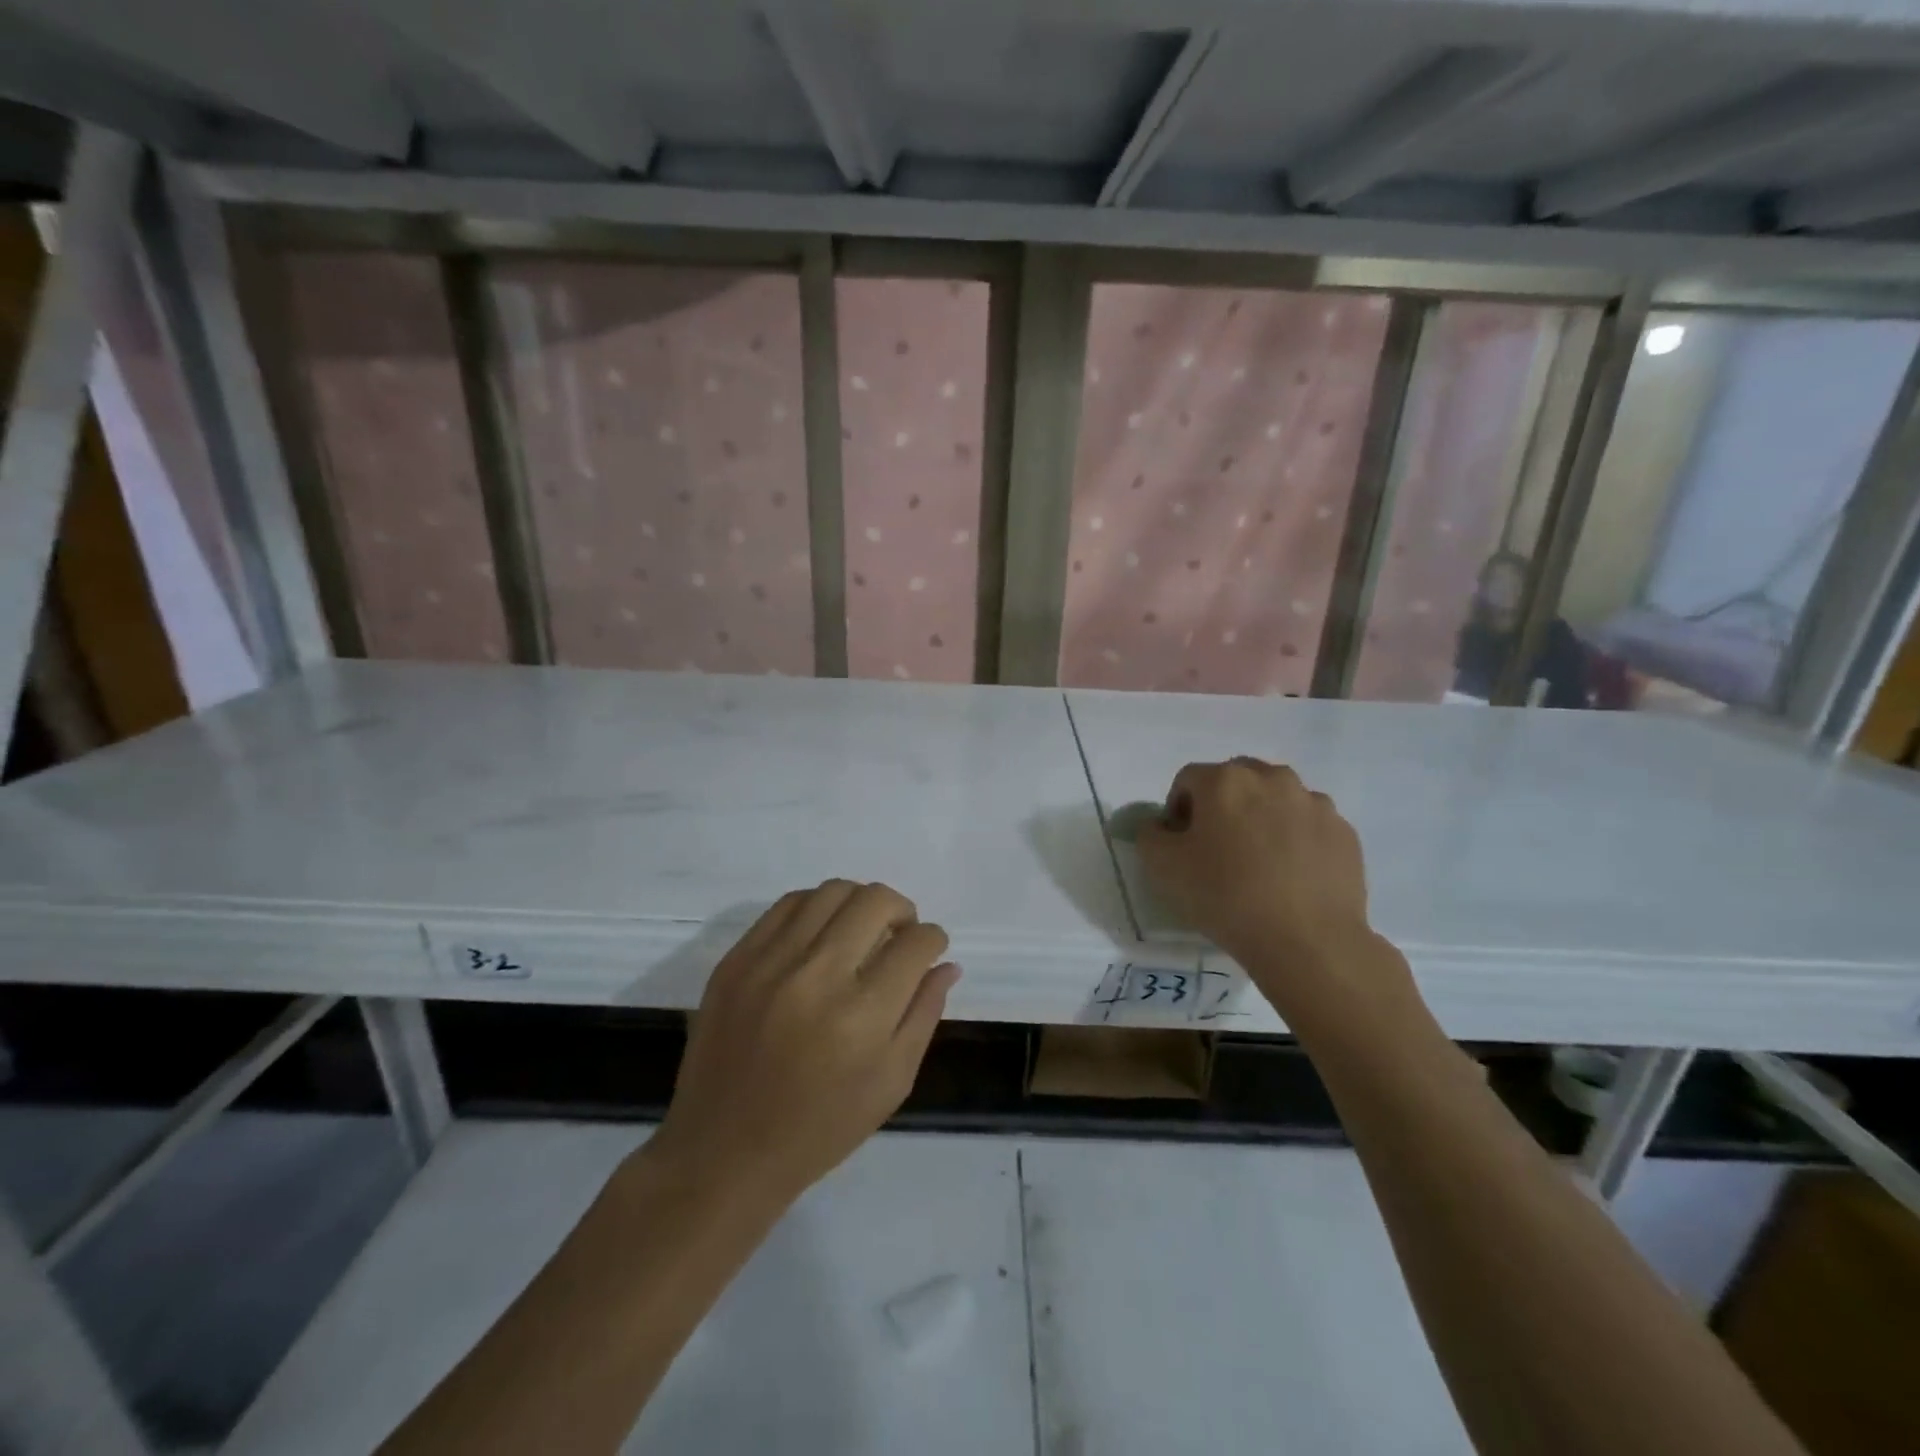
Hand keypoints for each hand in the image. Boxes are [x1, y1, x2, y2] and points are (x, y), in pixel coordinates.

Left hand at [652, 881, 957, 1206]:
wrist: (724, 1151)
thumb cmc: (820, 1128)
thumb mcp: (892, 1083)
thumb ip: (924, 1015)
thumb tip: (946, 963)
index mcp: (863, 1015)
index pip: (916, 943)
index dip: (933, 939)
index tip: (929, 950)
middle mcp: (818, 975)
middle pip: (876, 901)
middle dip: (902, 911)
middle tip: (898, 936)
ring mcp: (771, 962)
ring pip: (832, 891)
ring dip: (859, 903)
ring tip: (860, 930)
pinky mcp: (737, 960)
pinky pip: (787, 904)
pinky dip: (816, 908)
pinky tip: (821, 934)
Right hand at [1136, 759, 1403, 1018]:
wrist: (1307, 941)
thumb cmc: (1226, 896)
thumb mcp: (1162, 867)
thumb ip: (1151, 835)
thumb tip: (1161, 827)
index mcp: (1225, 780)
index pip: (1188, 780)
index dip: (1177, 810)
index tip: (1181, 845)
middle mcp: (1272, 778)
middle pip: (1236, 781)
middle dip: (1222, 807)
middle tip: (1217, 849)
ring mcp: (1314, 803)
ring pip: (1276, 800)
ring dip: (1261, 819)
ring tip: (1258, 863)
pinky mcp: (1343, 832)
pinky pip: (1308, 825)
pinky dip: (1295, 840)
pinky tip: (1290, 876)